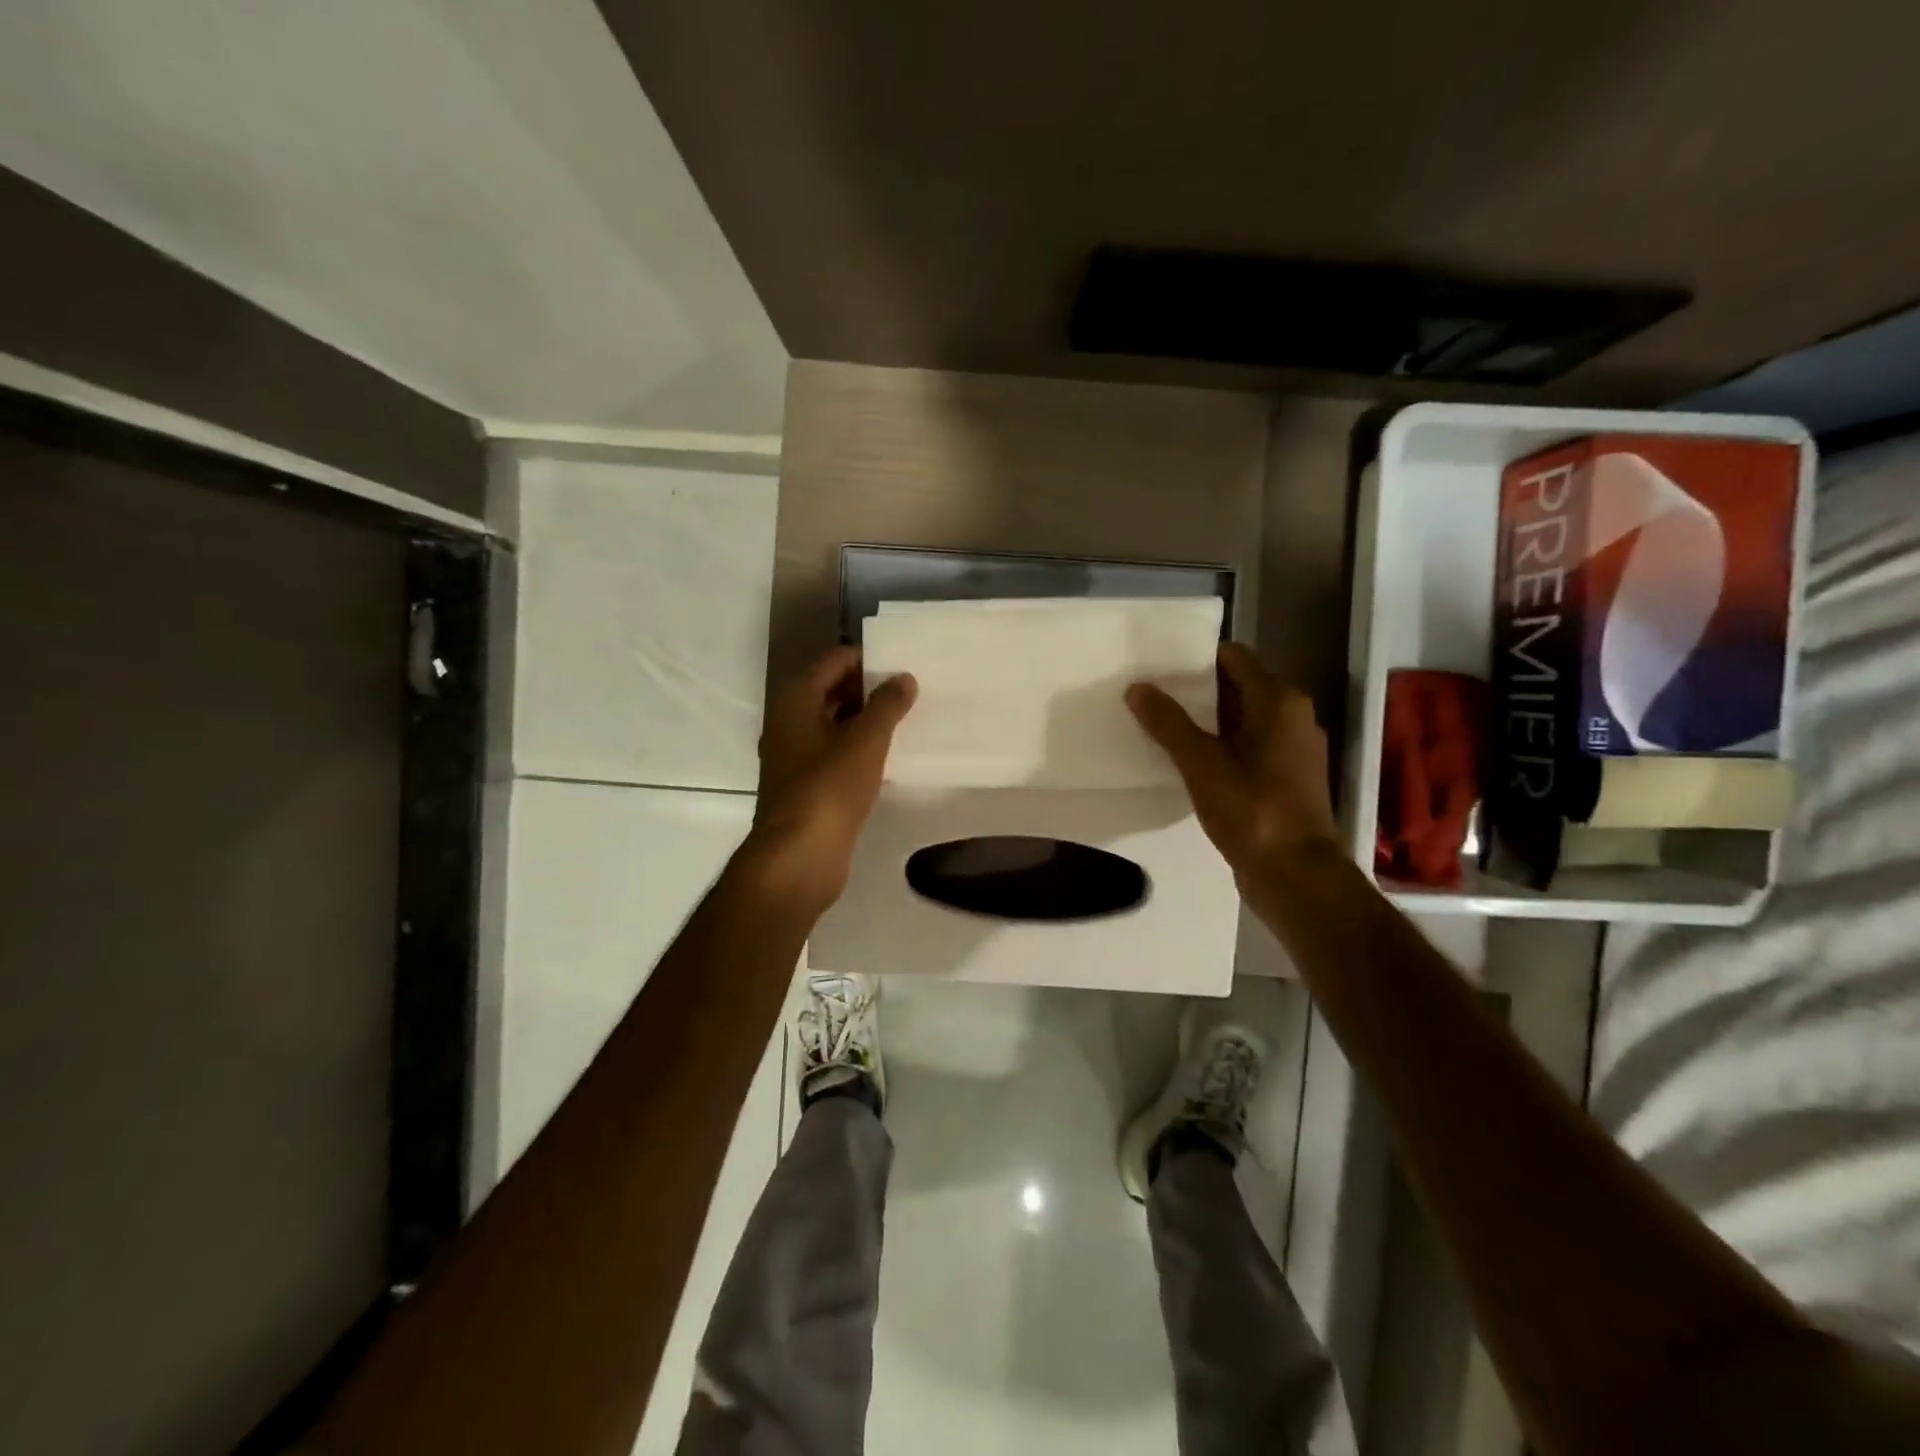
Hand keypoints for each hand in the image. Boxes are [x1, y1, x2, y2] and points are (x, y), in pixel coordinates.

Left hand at [744, 646, 917, 910]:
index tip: (903, 665)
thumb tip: (903, 678)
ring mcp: (794, 756)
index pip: (834, 662)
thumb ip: (887, 704)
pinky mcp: (805, 786)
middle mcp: (789, 722)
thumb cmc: (830, 788)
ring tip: (906, 720)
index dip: (867, 659)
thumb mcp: (866, 740)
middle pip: (832, 690)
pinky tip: (888, 756)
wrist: (799, 856)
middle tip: (910, 691)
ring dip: (865, 720)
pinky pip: (835, 753)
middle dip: (869, 689)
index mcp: (796, 700)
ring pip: (834, 724)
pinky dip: (858, 749)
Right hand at [1126, 642, 1339, 881]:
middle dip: (1195, 690)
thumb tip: (1137, 687)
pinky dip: (1219, 747)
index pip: (1234, 657)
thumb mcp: (1201, 763)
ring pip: (1241, 720)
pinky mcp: (1285, 778)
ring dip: (1204, 721)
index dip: (1196, 658)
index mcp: (1279, 701)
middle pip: (1237, 687)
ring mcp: (1292, 749)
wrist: (1296, 875)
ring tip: (1159, 725)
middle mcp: (1292, 716)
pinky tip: (1185, 761)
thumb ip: (1168, 723)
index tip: (1158, 665)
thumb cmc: (1252, 809)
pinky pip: (1247, 748)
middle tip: (1150, 695)